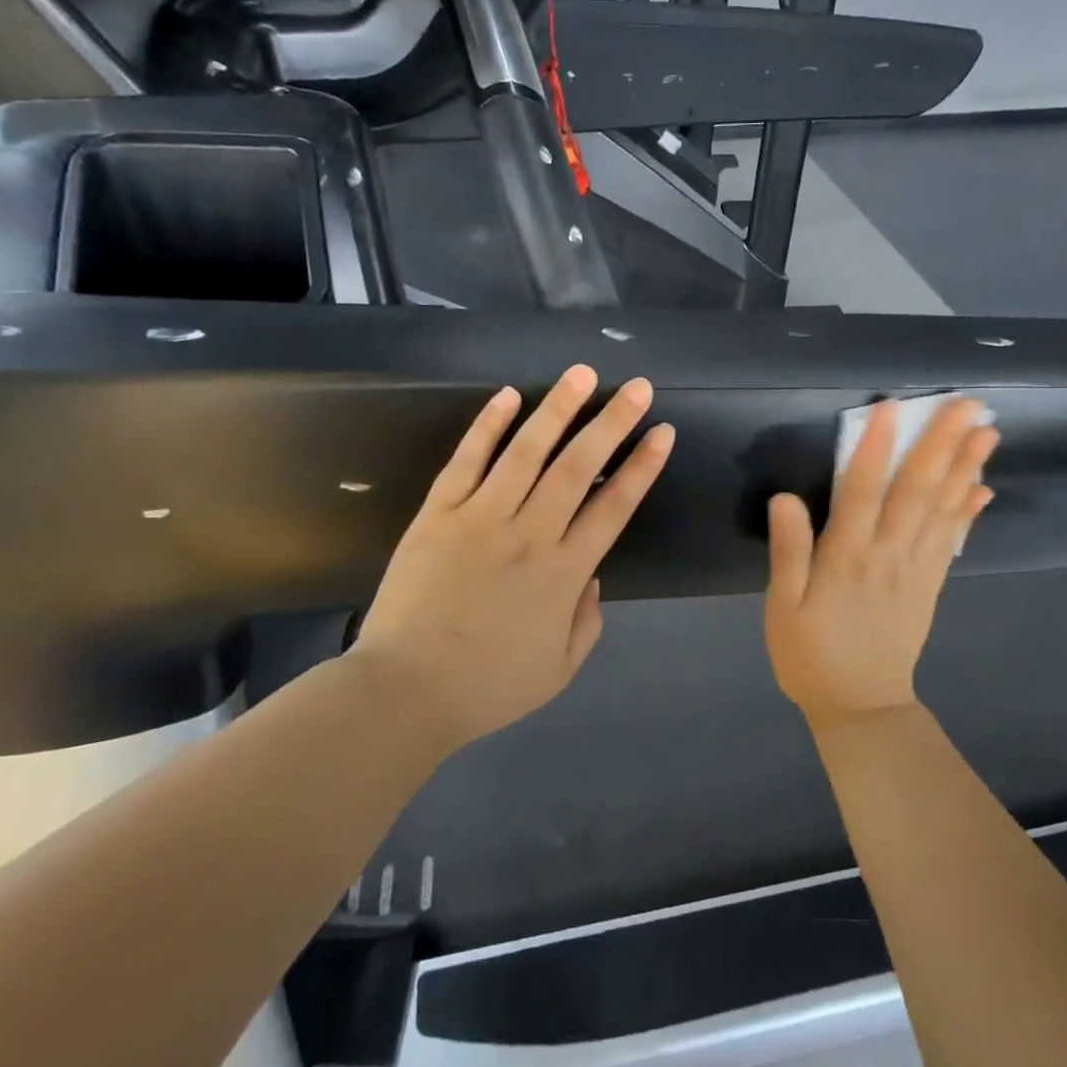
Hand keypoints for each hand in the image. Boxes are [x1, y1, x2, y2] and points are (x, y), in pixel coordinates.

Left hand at [353, 365, 673, 749]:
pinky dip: (487, 426)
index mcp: (564, 573)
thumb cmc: (487, 686)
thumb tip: (592, 576)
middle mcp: (530, 534)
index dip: (642, 466)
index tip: (661, 432)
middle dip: (612, 422)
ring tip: (582, 375)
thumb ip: (587, 620)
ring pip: (526, 452)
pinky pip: (466, 461)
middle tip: (636, 386)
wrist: (405, 692)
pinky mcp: (438, 514)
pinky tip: (508, 396)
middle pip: (579, 467)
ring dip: (558, 409)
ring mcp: (480, 518)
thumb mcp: (559, 669)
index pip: (614, 507)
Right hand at [764, 399, 997, 724]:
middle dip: (941, 445)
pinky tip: (983, 486)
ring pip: (942, 510)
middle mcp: (888, 555)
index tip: (892, 408)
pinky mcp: (930, 585)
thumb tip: (785, 498)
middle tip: (967, 404)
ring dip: (965, 468)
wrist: (861, 708)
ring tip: (987, 431)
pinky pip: (952, 540)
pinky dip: (968, 511)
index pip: (863, 492)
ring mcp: (916, 570)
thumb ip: (789, 553)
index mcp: (847, 558)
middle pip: (917, 492)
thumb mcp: (783, 608)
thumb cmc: (811, 654)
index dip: (876, 448)